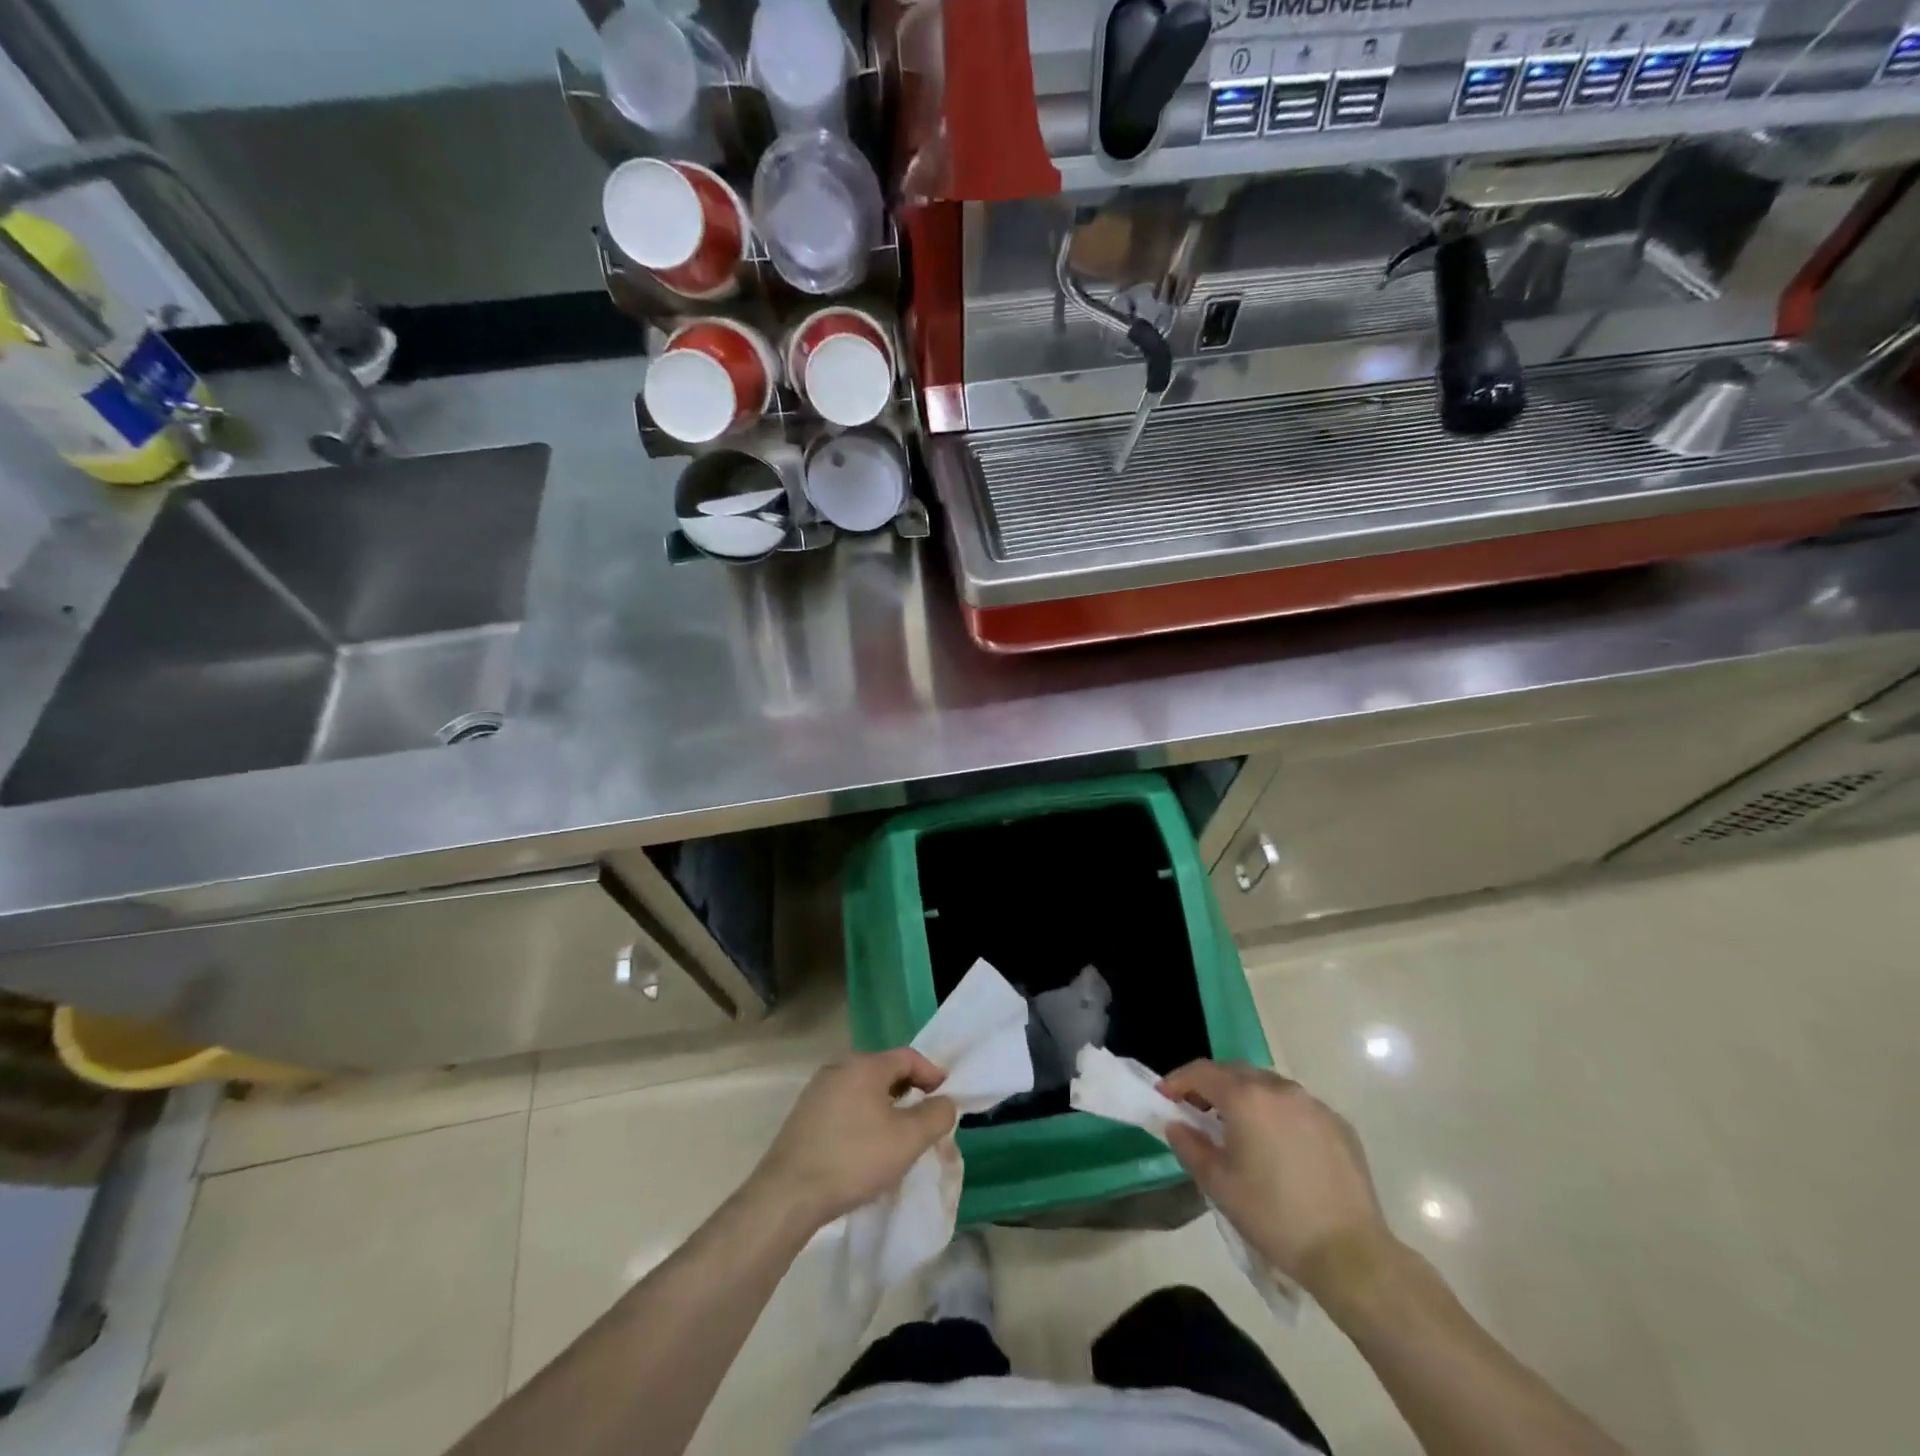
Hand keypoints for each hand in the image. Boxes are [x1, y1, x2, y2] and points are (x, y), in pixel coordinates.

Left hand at [750, 1049, 956, 1228]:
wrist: (788, 1195)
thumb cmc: (854, 1159)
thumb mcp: (907, 1140)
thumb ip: (936, 1115)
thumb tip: (945, 1102)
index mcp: (864, 1065)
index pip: (909, 1057)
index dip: (933, 1075)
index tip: (946, 1100)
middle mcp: (839, 1067)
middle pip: (885, 1071)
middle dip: (909, 1092)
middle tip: (924, 1121)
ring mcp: (817, 1090)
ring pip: (864, 1090)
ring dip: (885, 1107)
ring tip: (897, 1138)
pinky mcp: (804, 1114)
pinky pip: (845, 1106)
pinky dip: (862, 1118)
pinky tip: (864, 1149)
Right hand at [1161, 1060, 1396, 1303]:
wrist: (1349, 1254)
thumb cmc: (1274, 1217)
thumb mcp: (1219, 1185)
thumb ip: (1190, 1146)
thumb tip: (1176, 1124)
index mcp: (1246, 1098)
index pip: (1202, 1072)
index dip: (1178, 1080)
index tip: (1164, 1097)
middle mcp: (1279, 1088)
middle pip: (1235, 1072)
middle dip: (1211, 1085)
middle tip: (1197, 1110)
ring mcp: (1313, 1104)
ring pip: (1268, 1086)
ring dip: (1246, 1097)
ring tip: (1238, 1128)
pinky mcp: (1338, 1124)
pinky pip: (1297, 1106)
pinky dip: (1278, 1114)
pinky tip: (1278, 1146)